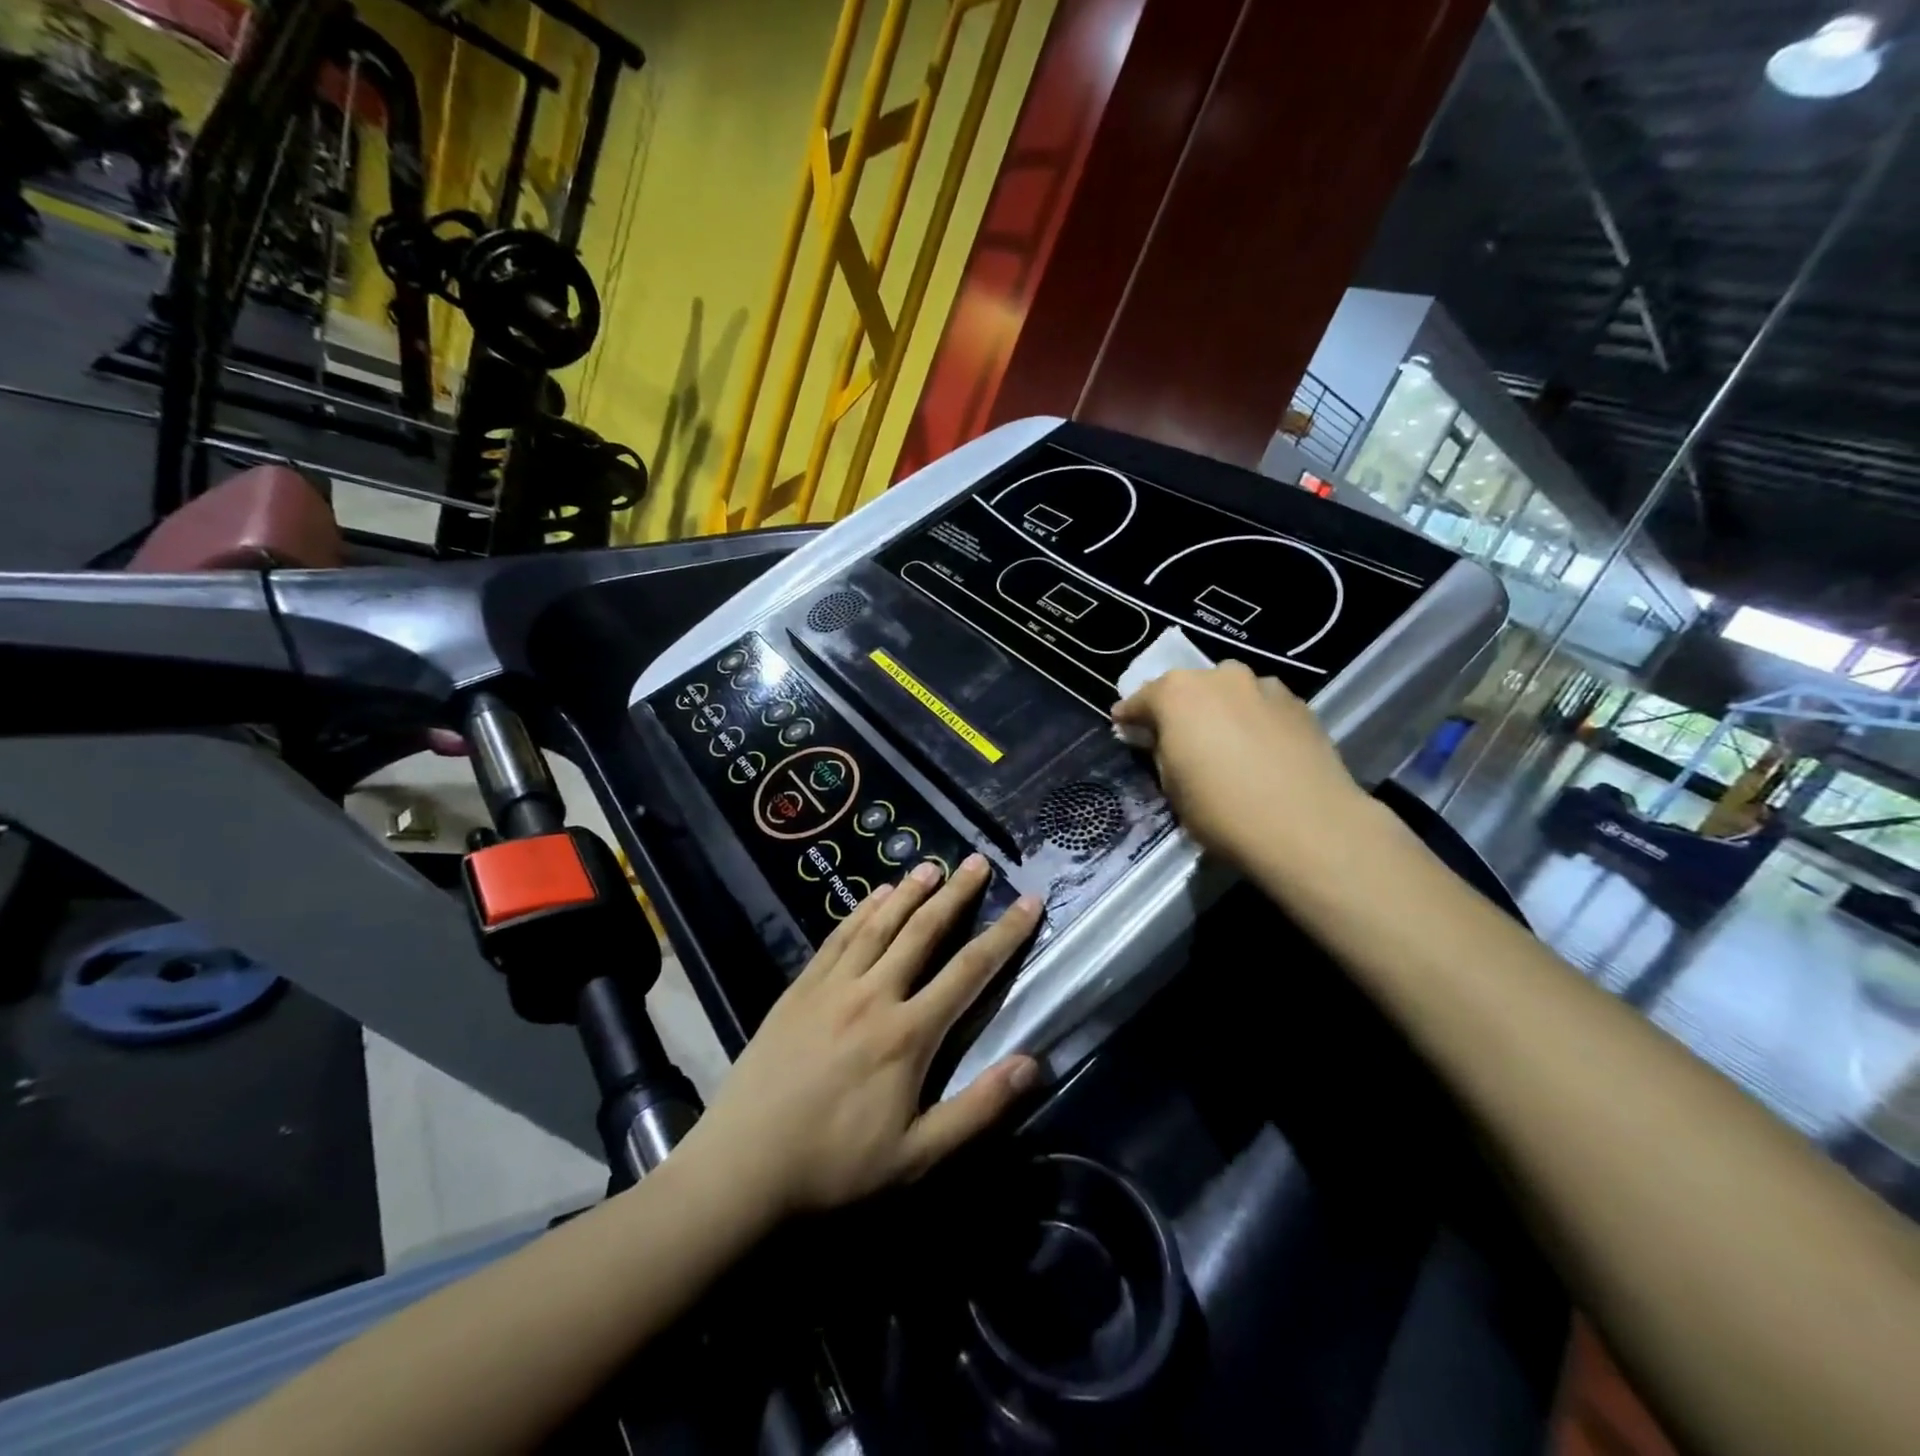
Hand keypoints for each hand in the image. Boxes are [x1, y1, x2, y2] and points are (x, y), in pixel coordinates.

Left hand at [684, 855, 1041, 1218]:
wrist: (742, 1165)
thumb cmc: (835, 1165)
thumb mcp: (916, 1156)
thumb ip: (977, 1109)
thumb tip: (1031, 1064)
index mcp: (908, 1034)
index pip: (970, 971)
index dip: (1005, 934)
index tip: (1029, 902)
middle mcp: (874, 995)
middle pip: (924, 932)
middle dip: (957, 894)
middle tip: (979, 861)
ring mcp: (833, 986)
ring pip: (880, 925)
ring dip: (910, 891)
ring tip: (932, 864)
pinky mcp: (800, 988)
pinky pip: (838, 937)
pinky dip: (862, 911)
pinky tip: (876, 894)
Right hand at [1111, 662, 1367, 869]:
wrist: (1306, 826)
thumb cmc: (1220, 808)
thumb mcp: (1171, 785)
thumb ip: (1160, 752)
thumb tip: (1158, 739)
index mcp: (1177, 693)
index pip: (1142, 699)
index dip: (1130, 716)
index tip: (1122, 727)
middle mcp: (1220, 677)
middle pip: (1189, 689)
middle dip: (1179, 710)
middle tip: (1176, 738)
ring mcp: (1264, 686)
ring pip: (1230, 693)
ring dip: (1220, 711)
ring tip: (1223, 742)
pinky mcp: (1300, 705)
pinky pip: (1262, 707)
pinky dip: (1254, 720)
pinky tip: (1259, 749)